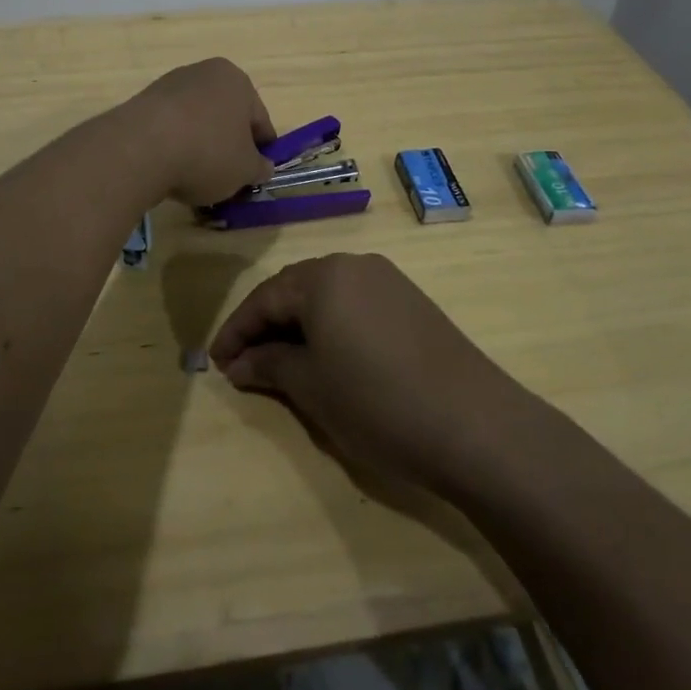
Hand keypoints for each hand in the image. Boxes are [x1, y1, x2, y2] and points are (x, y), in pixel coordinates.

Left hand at [129, 58, 276, 206]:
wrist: (140, 149)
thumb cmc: (207, 152)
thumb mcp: (245, 170)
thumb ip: (259, 168)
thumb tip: (262, 167)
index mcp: (237, 80)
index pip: (259, 120)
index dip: (261, 151)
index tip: (255, 175)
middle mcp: (204, 73)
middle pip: (226, 117)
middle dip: (228, 146)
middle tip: (227, 178)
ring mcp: (170, 85)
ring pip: (197, 122)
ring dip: (200, 146)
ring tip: (195, 178)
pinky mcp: (143, 102)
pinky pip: (170, 128)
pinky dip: (174, 146)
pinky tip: (170, 169)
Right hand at [209, 253, 533, 494]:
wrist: (475, 424)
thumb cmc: (377, 403)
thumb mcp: (312, 387)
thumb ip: (269, 365)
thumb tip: (240, 362)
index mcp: (323, 277)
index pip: (264, 298)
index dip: (236, 331)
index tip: (215, 362)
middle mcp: (354, 265)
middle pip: (295, 290)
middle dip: (266, 325)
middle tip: (244, 363)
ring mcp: (388, 280)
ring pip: (327, 296)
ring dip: (299, 325)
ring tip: (282, 362)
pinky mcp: (412, 302)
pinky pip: (355, 304)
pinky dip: (332, 327)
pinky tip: (330, 357)